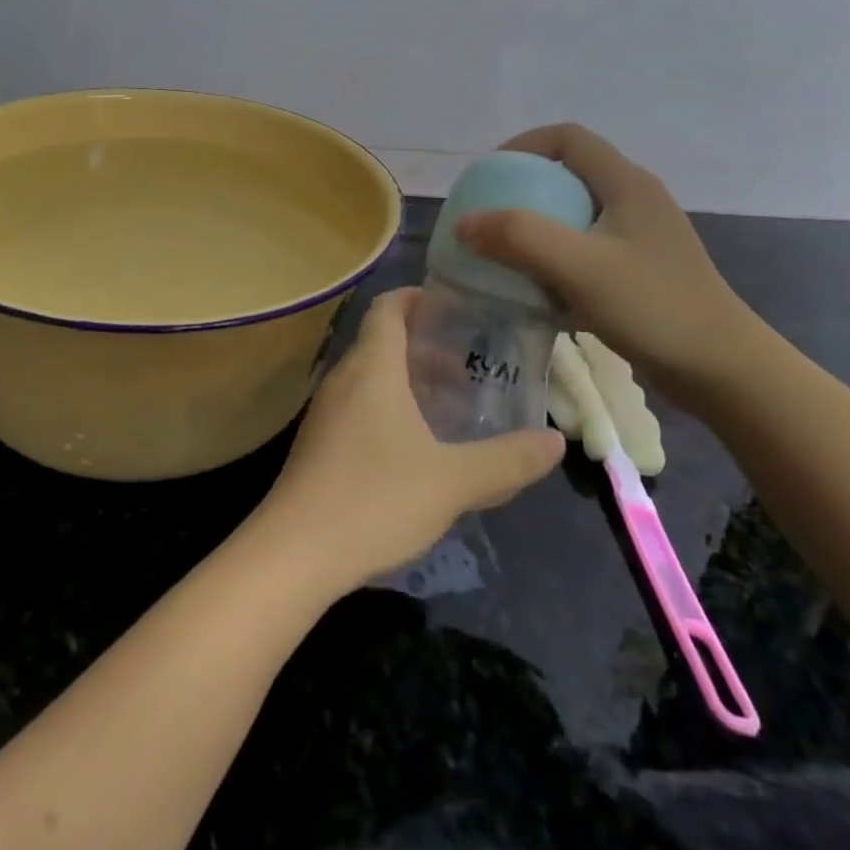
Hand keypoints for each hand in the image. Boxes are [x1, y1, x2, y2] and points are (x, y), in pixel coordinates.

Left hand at [256, 288, 564, 591]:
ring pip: (369, 376)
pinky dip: (388, 406)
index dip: (418, 297)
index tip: (454, 306)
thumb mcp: (452, 482)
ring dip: (406, 379)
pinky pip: (358, 405)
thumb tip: (554, 441)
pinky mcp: (319, 443)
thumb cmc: (375, 499)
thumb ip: (506, 460)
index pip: (389, 308)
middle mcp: (343, 378)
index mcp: (372, 368)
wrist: (295, 552)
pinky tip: (414, 444)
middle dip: (423, 344)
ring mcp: (325, 412)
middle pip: (381, 341)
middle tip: (468, 361)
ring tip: (448, 402)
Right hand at [455, 123, 767, 391]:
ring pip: (574, 216)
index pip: (568, 138)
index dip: (523, 146)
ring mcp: (639, 238)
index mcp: (627, 184)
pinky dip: (554, 261)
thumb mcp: (581, 268)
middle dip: (522, 192)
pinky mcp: (639, 271)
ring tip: (503, 256)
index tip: (488, 176)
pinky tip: (536, 291)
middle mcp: (635, 201)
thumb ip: (520, 238)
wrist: (723, 371)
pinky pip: (584, 250)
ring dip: (536, 230)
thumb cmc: (654, 308)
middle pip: (568, 175)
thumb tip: (463, 222)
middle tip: (488, 219)